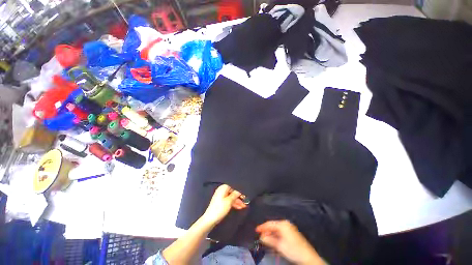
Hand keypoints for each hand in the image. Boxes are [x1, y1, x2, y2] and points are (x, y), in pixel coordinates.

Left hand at [202, 184, 246, 225]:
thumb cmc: (220, 208)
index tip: (246, 195)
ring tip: (244, 206)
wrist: (210, 219)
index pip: (234, 187)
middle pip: (233, 192)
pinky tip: (239, 207)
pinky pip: (228, 200)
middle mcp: (222, 190)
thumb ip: (235, 194)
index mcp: (223, 188)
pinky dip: (233, 203)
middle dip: (239, 197)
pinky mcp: (220, 201)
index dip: (240, 191)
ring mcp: (221, 196)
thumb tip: (240, 190)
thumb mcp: (229, 201)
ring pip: (231, 197)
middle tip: (246, 202)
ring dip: (237, 201)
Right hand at [256, 220, 325, 264]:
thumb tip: (261, 236)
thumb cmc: (292, 249)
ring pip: (277, 229)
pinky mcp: (292, 233)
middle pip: (273, 226)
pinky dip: (276, 236)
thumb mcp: (279, 245)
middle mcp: (286, 224)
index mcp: (282, 224)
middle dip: (267, 231)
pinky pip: (281, 232)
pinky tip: (274, 241)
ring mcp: (289, 228)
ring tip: (266, 240)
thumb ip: (269, 240)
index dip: (262, 227)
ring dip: (271, 234)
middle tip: (260, 236)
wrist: (307, 257)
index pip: (269, 224)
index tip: (256, 230)